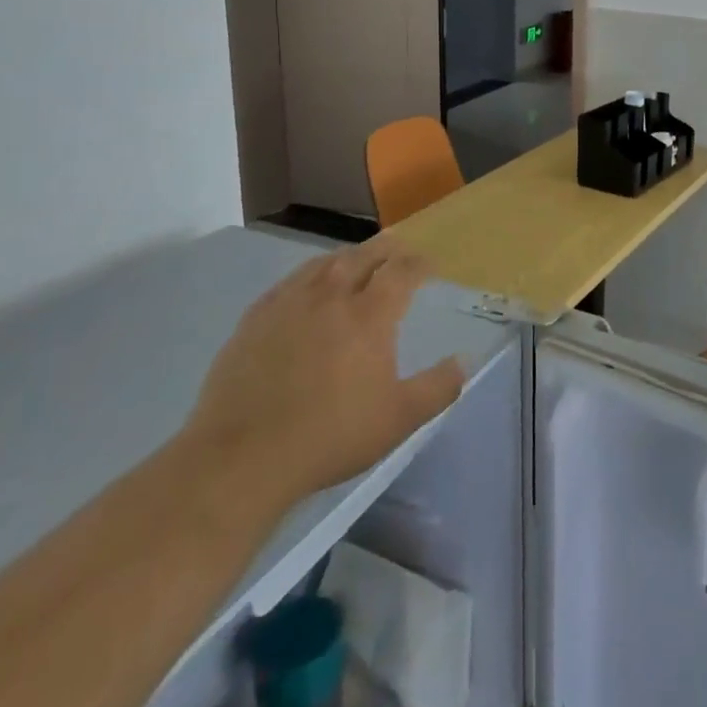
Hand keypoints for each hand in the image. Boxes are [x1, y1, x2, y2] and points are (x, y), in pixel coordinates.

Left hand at [181, 242, 464, 516]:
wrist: (242, 458)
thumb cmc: (330, 436)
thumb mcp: (399, 419)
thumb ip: (438, 388)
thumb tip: (464, 362)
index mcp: (369, 315)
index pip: (401, 272)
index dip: (419, 264)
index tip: (430, 265)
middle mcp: (331, 297)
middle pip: (363, 257)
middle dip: (386, 249)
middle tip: (398, 250)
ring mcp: (288, 305)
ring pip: (323, 264)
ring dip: (347, 257)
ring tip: (356, 260)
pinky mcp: (254, 320)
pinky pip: (288, 283)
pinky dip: (308, 275)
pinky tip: (306, 288)